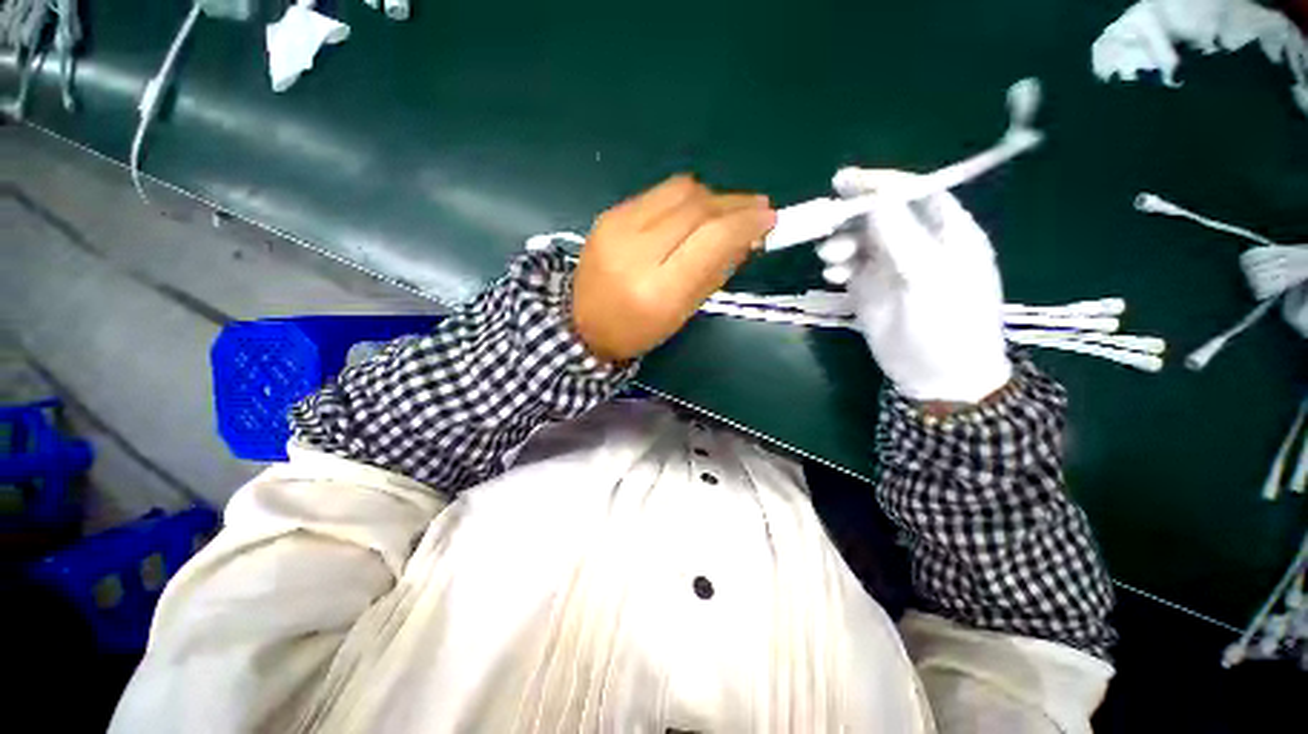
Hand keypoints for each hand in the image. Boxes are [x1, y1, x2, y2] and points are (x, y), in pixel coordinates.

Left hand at [572, 175, 775, 361]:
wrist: (581, 323)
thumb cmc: (637, 330)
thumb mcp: (682, 313)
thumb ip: (715, 272)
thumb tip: (746, 237)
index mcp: (658, 290)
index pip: (711, 239)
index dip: (745, 222)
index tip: (769, 218)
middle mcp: (636, 251)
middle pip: (698, 207)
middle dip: (734, 204)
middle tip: (756, 209)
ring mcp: (618, 226)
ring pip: (680, 190)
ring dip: (712, 197)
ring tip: (727, 210)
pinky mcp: (609, 213)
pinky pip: (658, 193)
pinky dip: (685, 198)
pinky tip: (695, 212)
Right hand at [818, 168, 1010, 403]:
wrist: (936, 375)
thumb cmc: (946, 324)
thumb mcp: (927, 276)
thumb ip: (900, 235)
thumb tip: (872, 198)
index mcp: (946, 231)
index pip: (913, 192)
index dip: (880, 183)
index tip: (843, 181)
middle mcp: (917, 243)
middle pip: (880, 215)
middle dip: (852, 218)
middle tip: (826, 226)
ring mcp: (891, 266)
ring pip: (859, 240)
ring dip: (840, 244)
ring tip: (831, 260)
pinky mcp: (869, 288)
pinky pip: (848, 266)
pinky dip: (837, 266)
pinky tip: (833, 277)